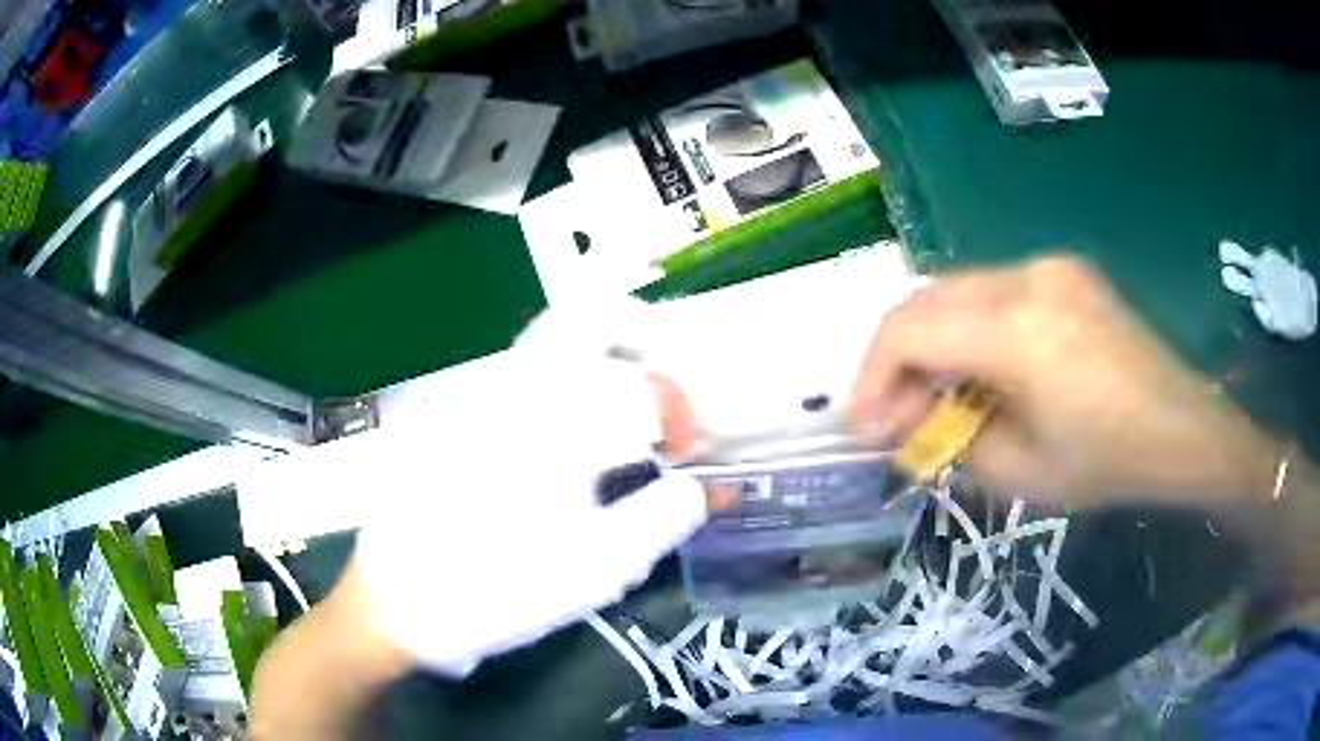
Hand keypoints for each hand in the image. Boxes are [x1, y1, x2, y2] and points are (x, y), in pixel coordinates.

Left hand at [354, 299, 706, 676]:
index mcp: (556, 423)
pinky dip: (559, 384)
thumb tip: (699, 489)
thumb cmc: (500, 588)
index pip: (640, 384)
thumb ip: (662, 519)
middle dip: (638, 334)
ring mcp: (476, 395)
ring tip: (617, 415)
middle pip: (585, 317)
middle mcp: (513, 389)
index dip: (677, 411)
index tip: (681, 448)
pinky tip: (561, 441)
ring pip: (550, 343)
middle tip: (659, 382)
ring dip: (598, 359)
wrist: (400, 600)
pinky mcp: (454, 414)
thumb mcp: (598, 569)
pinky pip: (519, 375)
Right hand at [849, 256, 1277, 505]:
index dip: (873, 377)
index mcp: (1019, 330)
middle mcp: (1027, 277)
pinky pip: (991, 292)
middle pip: (925, 298)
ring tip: (935, 398)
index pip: (909, 329)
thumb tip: (898, 426)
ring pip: (955, 291)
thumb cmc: (1109, 463)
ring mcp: (1048, 266)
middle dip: (895, 359)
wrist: (1183, 429)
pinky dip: (967, 330)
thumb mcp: (1021, 474)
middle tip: (893, 415)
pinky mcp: (1062, 271)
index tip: (863, 426)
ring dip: (930, 343)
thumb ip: (949, 441)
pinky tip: (980, 371)